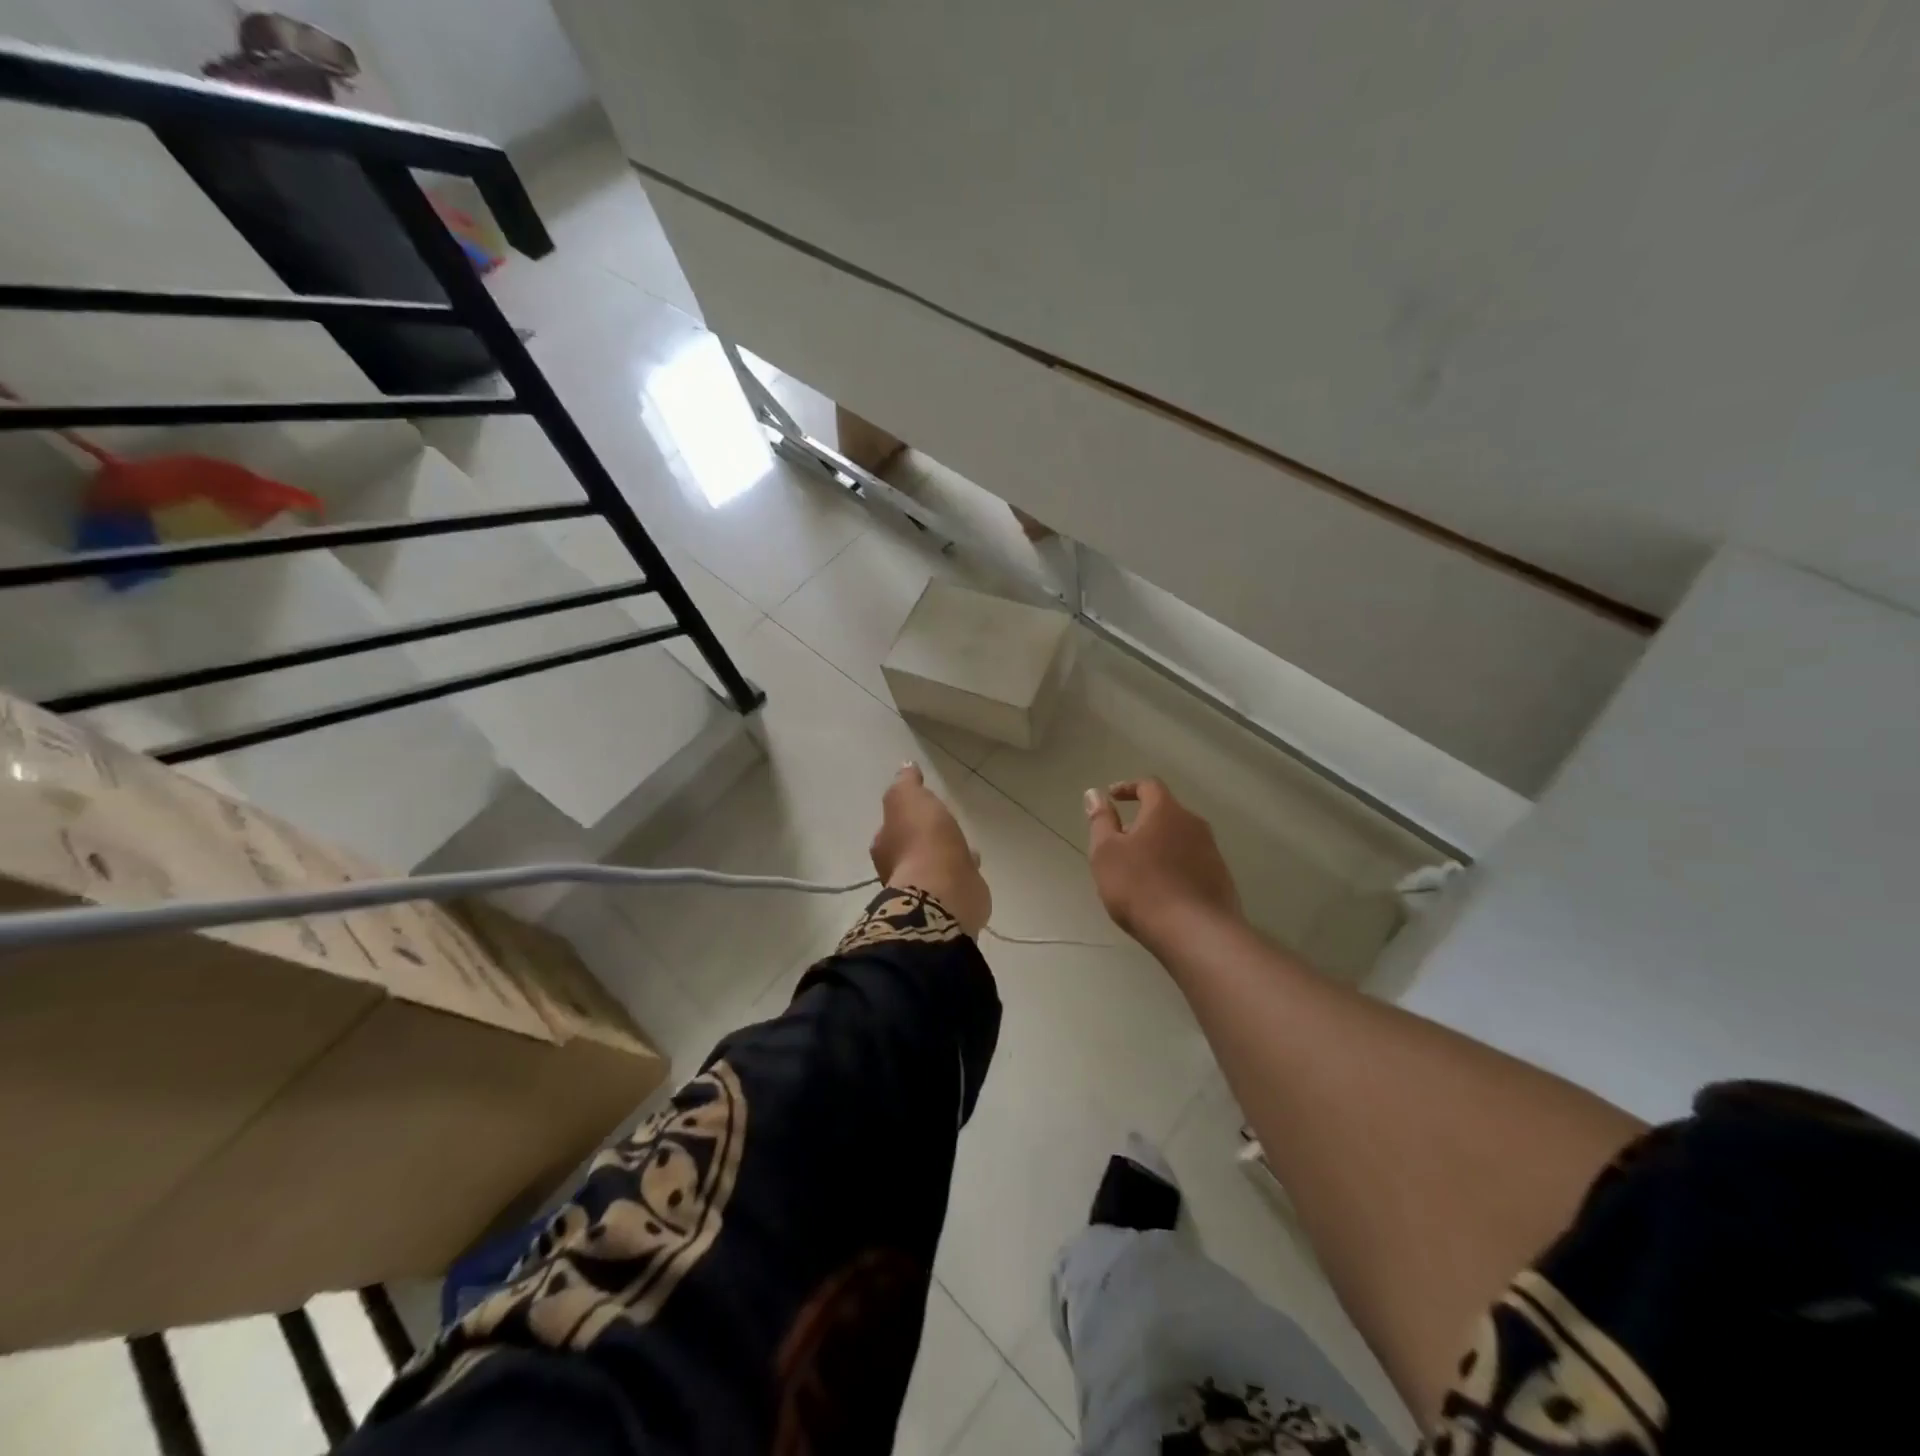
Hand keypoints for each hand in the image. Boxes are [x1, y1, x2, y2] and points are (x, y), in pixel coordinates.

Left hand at [870, 763, 991, 935]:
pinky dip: (961, 871)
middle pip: (911, 848)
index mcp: (884, 846)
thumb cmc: (922, 841)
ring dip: (945, 854)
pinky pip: (955, 879)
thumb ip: (906, 783)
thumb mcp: (907, 798)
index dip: (903, 817)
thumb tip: (905, 766)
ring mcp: (924, 889)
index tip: (920, 808)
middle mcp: (898, 870)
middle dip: (925, 837)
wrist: (944, 891)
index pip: (890, 827)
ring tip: (963, 844)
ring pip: (934, 864)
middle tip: (942, 826)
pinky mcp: (949, 901)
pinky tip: (973, 863)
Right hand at [1085, 778, 1240, 945]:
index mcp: (1166, 811)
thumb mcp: (1106, 853)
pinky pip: (1192, 863)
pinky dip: (1174, 867)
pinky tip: (1162, 891)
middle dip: (1142, 821)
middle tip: (1121, 840)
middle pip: (1166, 812)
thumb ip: (1101, 821)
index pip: (1148, 785)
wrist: (1197, 933)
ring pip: (1180, 839)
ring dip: (1159, 846)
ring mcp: (1212, 852)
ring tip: (1139, 870)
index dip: (1128, 787)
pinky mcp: (1221, 879)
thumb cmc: (1141, 887)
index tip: (1111, 797)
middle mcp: (1193, 824)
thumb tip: (1095, 793)